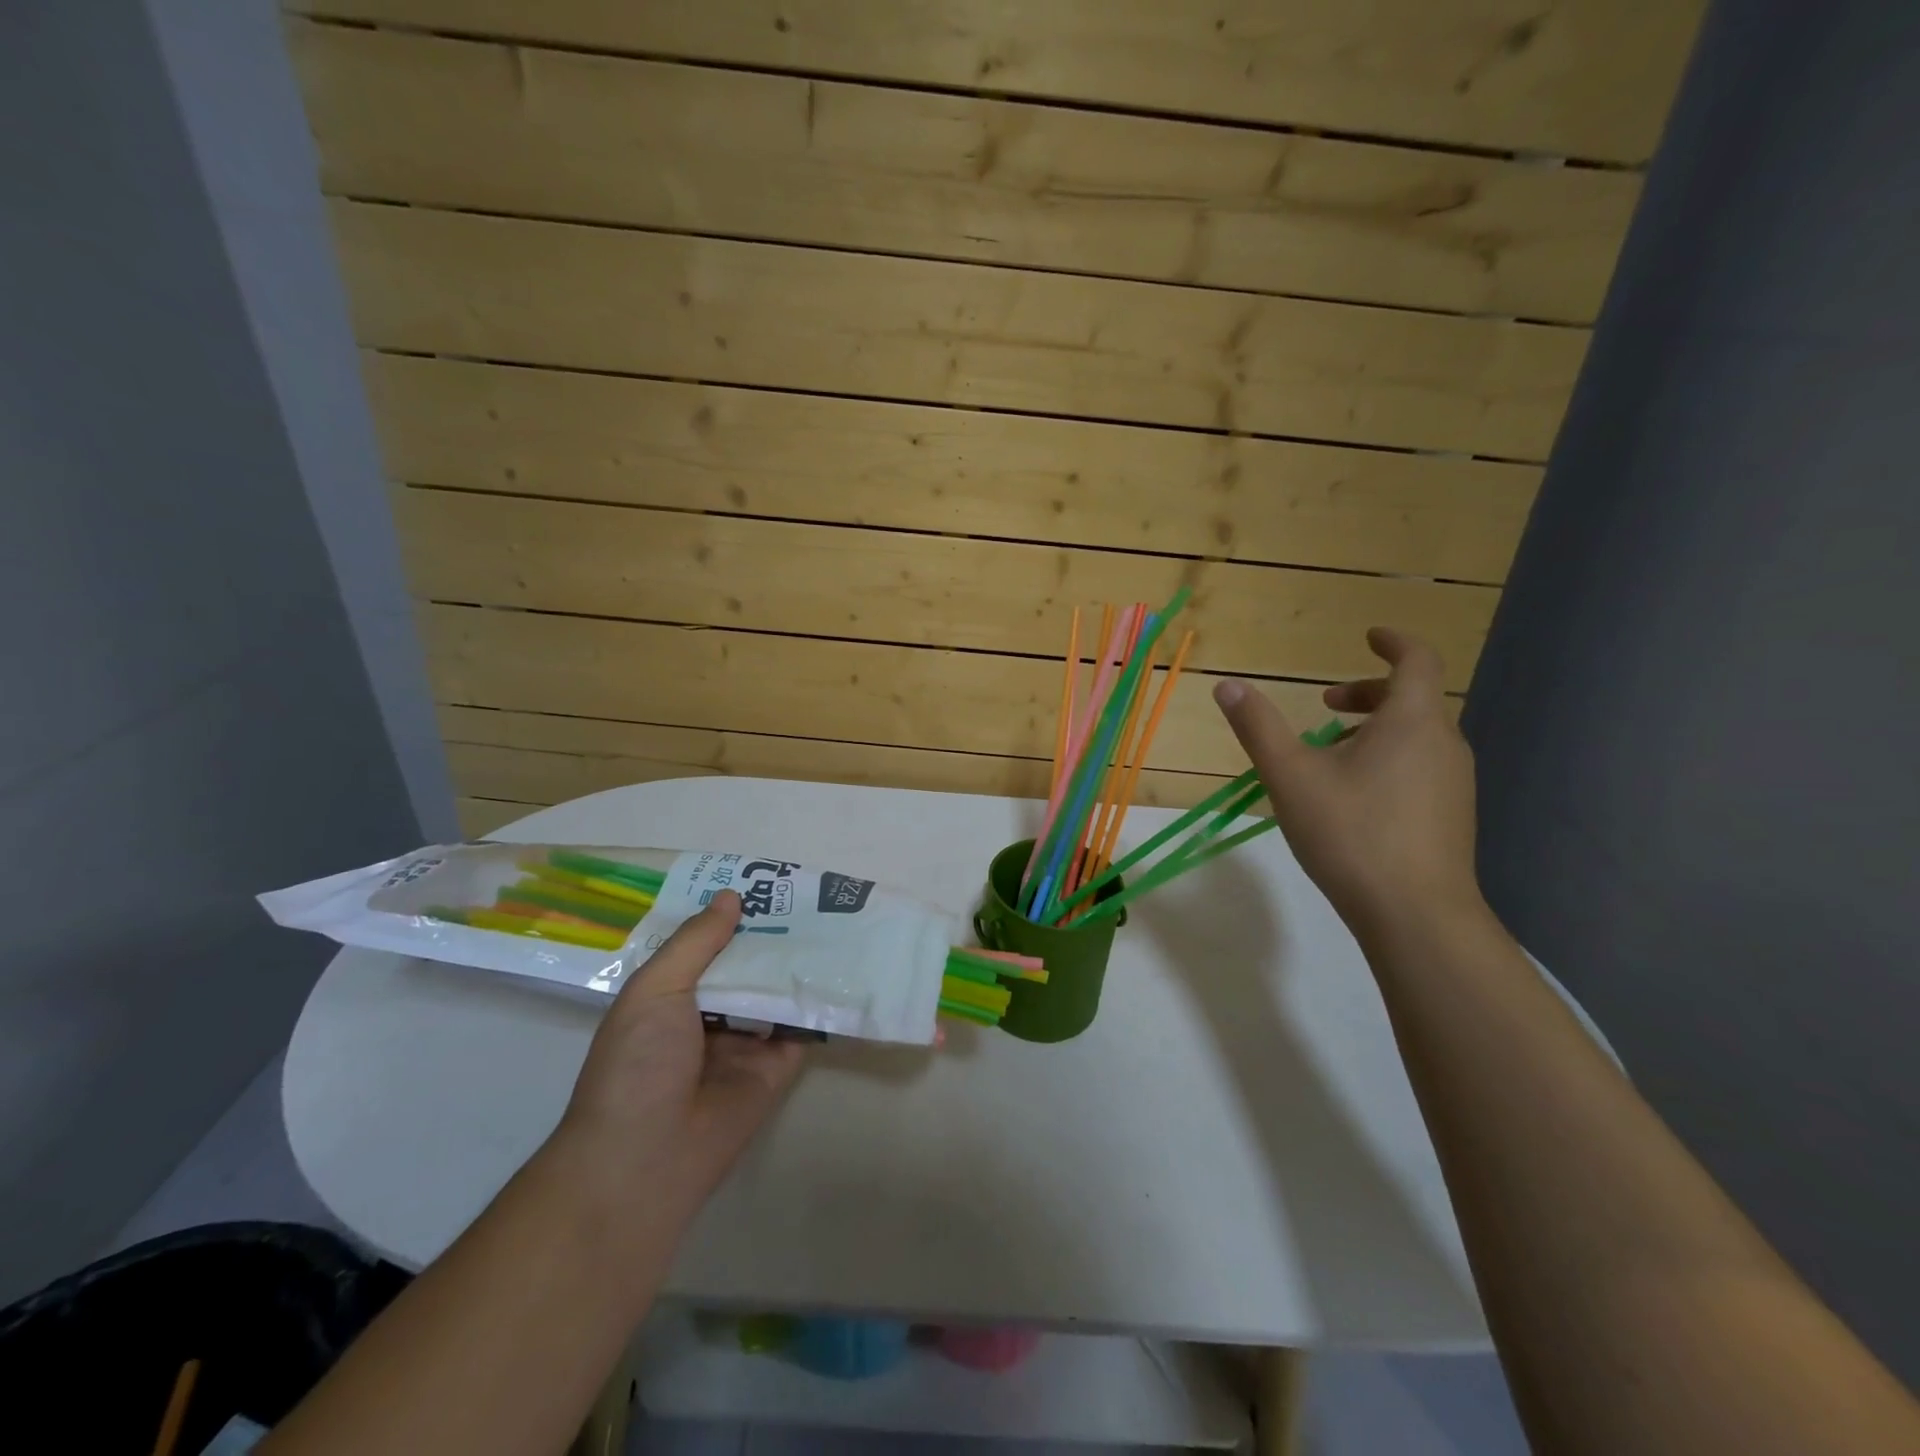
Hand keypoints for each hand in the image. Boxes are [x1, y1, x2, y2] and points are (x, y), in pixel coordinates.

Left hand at [555, 890, 805, 1211]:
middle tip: (810, 895)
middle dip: (771, 935)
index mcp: (670, 996)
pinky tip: (845, 968)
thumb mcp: (655, 990)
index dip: (729, 915)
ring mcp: (745, 1042)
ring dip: (799, 963)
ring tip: (835, 919)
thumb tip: (731, 896)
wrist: (648, 1159)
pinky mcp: (777, 1068)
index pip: (705, 945)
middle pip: (746, 965)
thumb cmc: (637, 1064)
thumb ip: (696, 942)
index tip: (762, 882)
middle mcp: (708, 1014)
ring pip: (777, 992)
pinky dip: (820, 1002)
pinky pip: (802, 1028)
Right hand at [1213, 627, 1482, 938]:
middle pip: (1413, 698)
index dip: (1394, 642)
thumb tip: (1227, 685)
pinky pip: (1421, 765)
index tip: (1368, 636)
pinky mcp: (1452, 814)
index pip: (1417, 661)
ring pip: (1416, 735)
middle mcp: (1443, 743)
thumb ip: (1258, 727)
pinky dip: (1389, 757)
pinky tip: (1354, 796)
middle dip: (1367, 692)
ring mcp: (1455, 781)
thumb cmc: (1351, 834)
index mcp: (1412, 721)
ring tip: (1330, 754)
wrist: (1415, 914)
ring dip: (1375, 728)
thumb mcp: (1290, 776)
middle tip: (1325, 705)